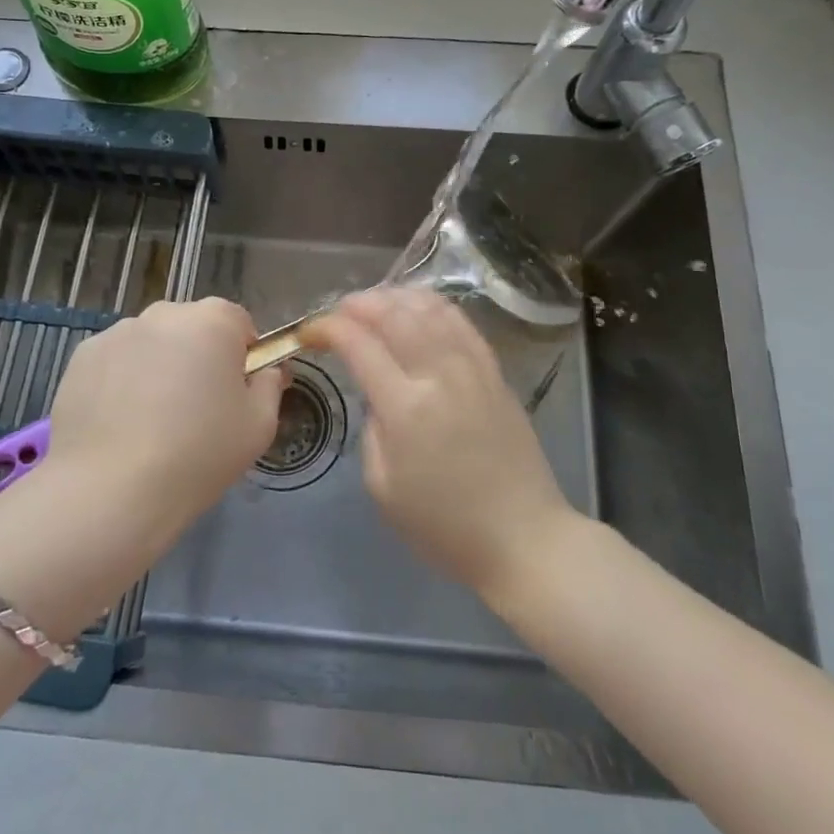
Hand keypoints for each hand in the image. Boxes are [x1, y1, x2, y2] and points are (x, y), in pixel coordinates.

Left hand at [46, 297, 284, 539]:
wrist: (111, 489)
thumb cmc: (198, 454)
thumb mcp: (259, 427)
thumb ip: (269, 386)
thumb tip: (266, 371)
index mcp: (212, 321)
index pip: (238, 323)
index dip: (242, 357)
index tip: (235, 394)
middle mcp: (163, 314)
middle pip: (191, 329)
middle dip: (197, 357)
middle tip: (195, 410)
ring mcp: (116, 332)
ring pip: (150, 344)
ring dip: (157, 367)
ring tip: (150, 422)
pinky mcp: (81, 357)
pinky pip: (115, 362)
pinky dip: (120, 382)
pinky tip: (118, 423)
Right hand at [308, 288, 575, 601]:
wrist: (522, 537)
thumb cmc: (444, 525)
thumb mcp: (383, 486)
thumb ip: (371, 428)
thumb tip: (376, 393)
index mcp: (406, 408)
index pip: (358, 344)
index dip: (328, 328)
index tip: (310, 332)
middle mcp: (439, 376)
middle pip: (394, 314)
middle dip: (358, 304)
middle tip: (338, 313)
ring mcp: (472, 368)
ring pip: (429, 308)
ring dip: (395, 297)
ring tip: (374, 305)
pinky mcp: (495, 372)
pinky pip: (460, 322)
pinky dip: (432, 306)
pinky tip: (416, 309)